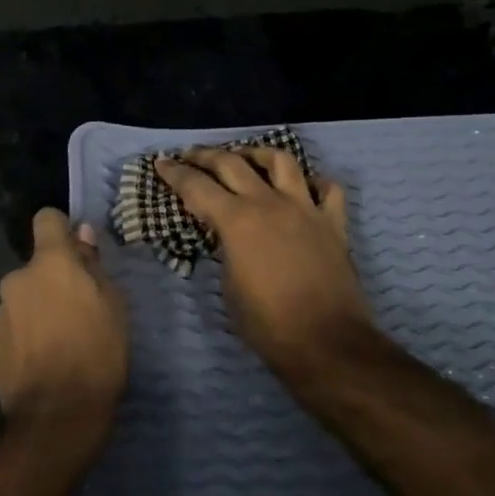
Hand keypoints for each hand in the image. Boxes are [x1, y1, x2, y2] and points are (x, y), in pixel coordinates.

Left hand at [0, 209, 128, 449]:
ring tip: (60, 342)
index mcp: (49, 264)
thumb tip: (82, 237)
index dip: (62, 229)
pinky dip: (26, 336)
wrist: (56, 417)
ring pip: (23, 299)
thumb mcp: (113, 306)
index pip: (47, 219)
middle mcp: (17, 280)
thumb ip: (93, 267)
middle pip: (36, 267)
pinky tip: (43, 362)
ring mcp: (0, 313)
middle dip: (52, 281)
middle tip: (77, 310)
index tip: (76, 250)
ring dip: (37, 309)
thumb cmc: (97, 354)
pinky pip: (13, 327)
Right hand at [154, 148, 373, 376]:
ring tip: (246, 157)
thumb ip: (225, 249)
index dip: (175, 174)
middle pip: (232, 163)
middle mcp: (269, 203)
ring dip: (258, 153)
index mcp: (237, 220)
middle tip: (190, 155)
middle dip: (206, 156)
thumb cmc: (267, 323)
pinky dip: (314, 183)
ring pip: (281, 161)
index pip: (197, 187)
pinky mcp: (333, 222)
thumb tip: (228, 236)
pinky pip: (328, 189)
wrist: (325, 342)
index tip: (161, 163)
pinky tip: (304, 188)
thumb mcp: (229, 286)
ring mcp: (305, 208)